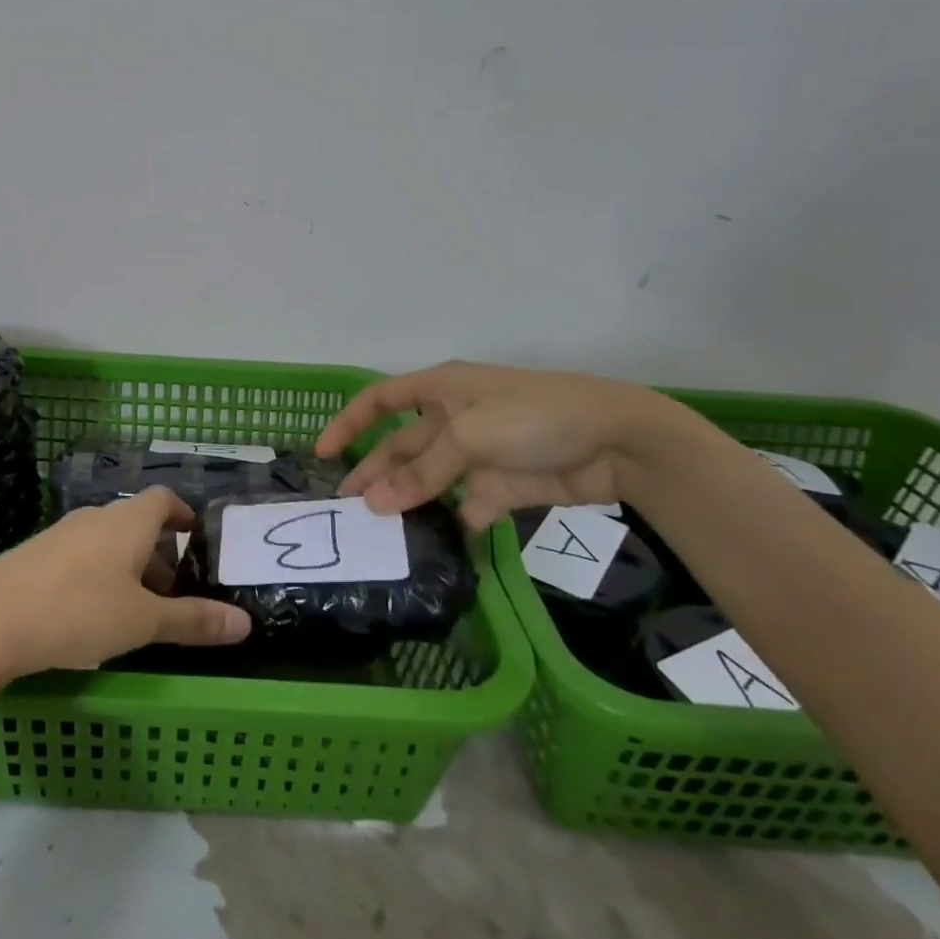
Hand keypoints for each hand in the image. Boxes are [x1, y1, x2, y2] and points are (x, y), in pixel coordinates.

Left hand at [0, 488, 251, 683]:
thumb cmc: (77, 612)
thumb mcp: (142, 622)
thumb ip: (193, 621)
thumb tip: (246, 624)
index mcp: (128, 522)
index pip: (164, 499)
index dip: (182, 513)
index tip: (195, 535)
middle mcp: (95, 517)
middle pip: (135, 522)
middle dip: (157, 552)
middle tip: (170, 591)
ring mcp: (59, 534)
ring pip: (104, 540)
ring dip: (125, 565)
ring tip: (131, 608)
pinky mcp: (31, 555)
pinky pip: (76, 555)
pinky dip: (94, 574)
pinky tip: (85, 613)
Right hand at [316, 362, 662, 532]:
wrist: (616, 441)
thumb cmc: (533, 416)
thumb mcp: (471, 436)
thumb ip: (422, 472)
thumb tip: (375, 504)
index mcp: (441, 390)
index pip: (381, 400)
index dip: (349, 423)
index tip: (322, 454)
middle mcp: (452, 419)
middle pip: (401, 447)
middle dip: (373, 474)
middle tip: (345, 511)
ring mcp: (477, 454)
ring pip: (428, 481)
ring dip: (406, 504)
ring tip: (378, 535)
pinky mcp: (501, 486)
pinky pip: (464, 507)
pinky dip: (449, 525)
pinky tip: (429, 548)